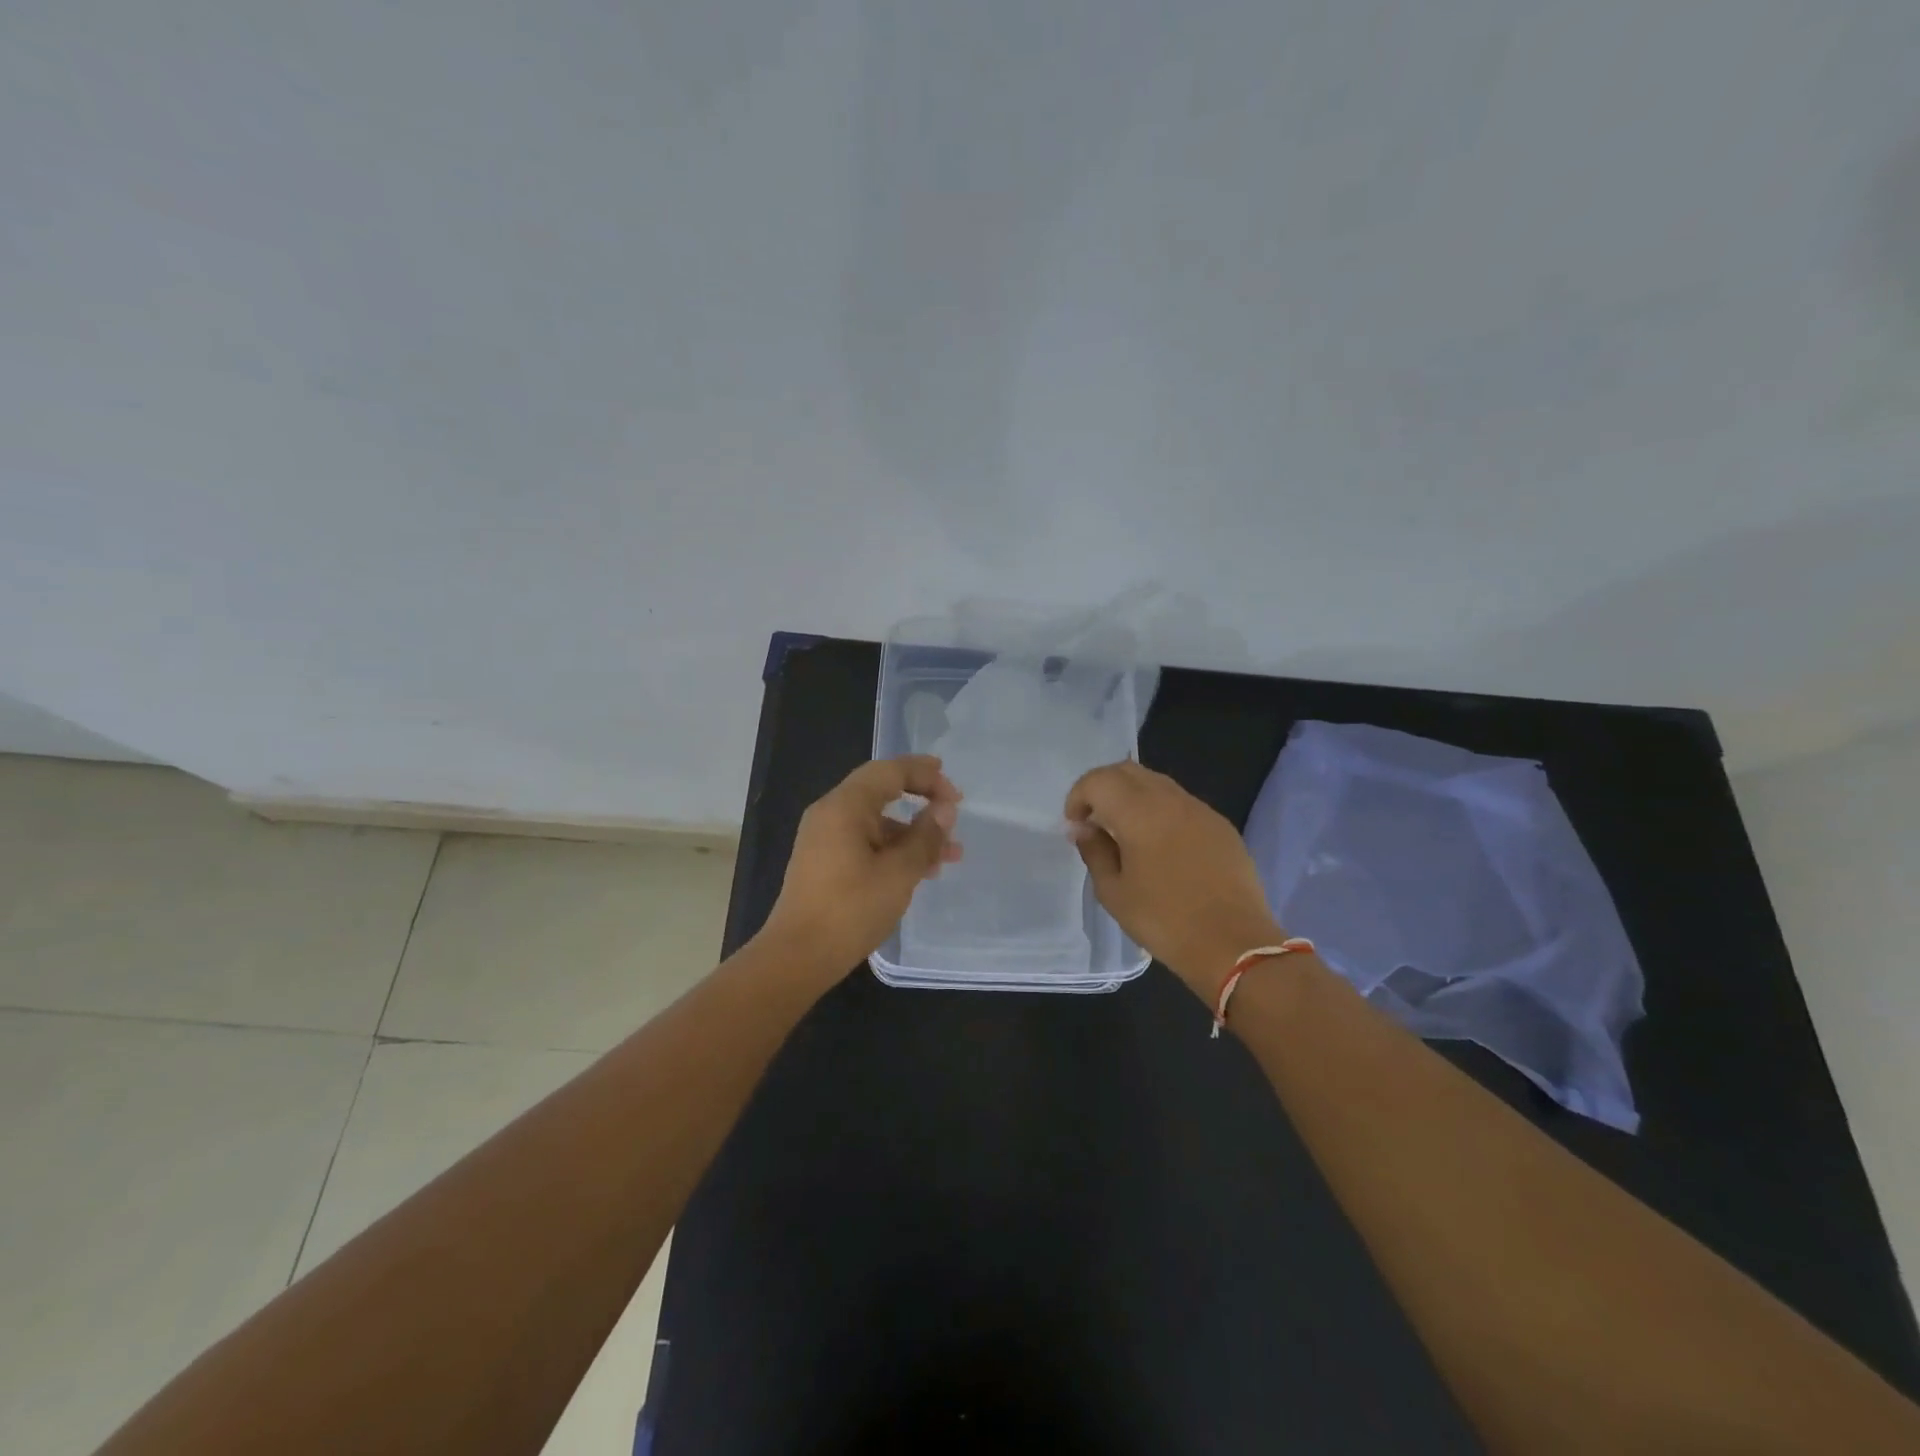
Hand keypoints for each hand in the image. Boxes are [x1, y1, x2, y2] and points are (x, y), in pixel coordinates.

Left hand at [760, 755, 963, 977]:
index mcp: (844, 806)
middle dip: (921, 798)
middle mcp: (830, 814)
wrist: (797, 958)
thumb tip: (944, 810)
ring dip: (913, 832)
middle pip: (881, 791)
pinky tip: (921, 870)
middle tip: (953, 809)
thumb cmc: (850, 910)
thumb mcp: (899, 873)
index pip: (889, 771)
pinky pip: (865, 841)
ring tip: (951, 854)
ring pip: (876, 821)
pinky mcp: (825, 862)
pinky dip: (894, 848)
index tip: (955, 793)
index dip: (925, 775)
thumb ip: (925, 837)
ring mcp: (825, 839)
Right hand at [1065, 761, 1282, 997]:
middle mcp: (1171, 800)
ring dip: (1132, 796)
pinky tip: (1160, 845)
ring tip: (1125, 832)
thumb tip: (1084, 828)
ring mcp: (1201, 810)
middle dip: (1103, 788)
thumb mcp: (1114, 892)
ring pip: (1157, 783)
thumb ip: (1094, 851)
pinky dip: (1160, 810)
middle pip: (1128, 771)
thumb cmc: (1164, 921)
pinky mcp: (1221, 826)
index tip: (1075, 825)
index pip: (1098, 780)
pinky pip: (1182, 803)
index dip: (1078, 796)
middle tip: (1094, 821)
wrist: (1234, 945)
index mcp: (1139, 813)